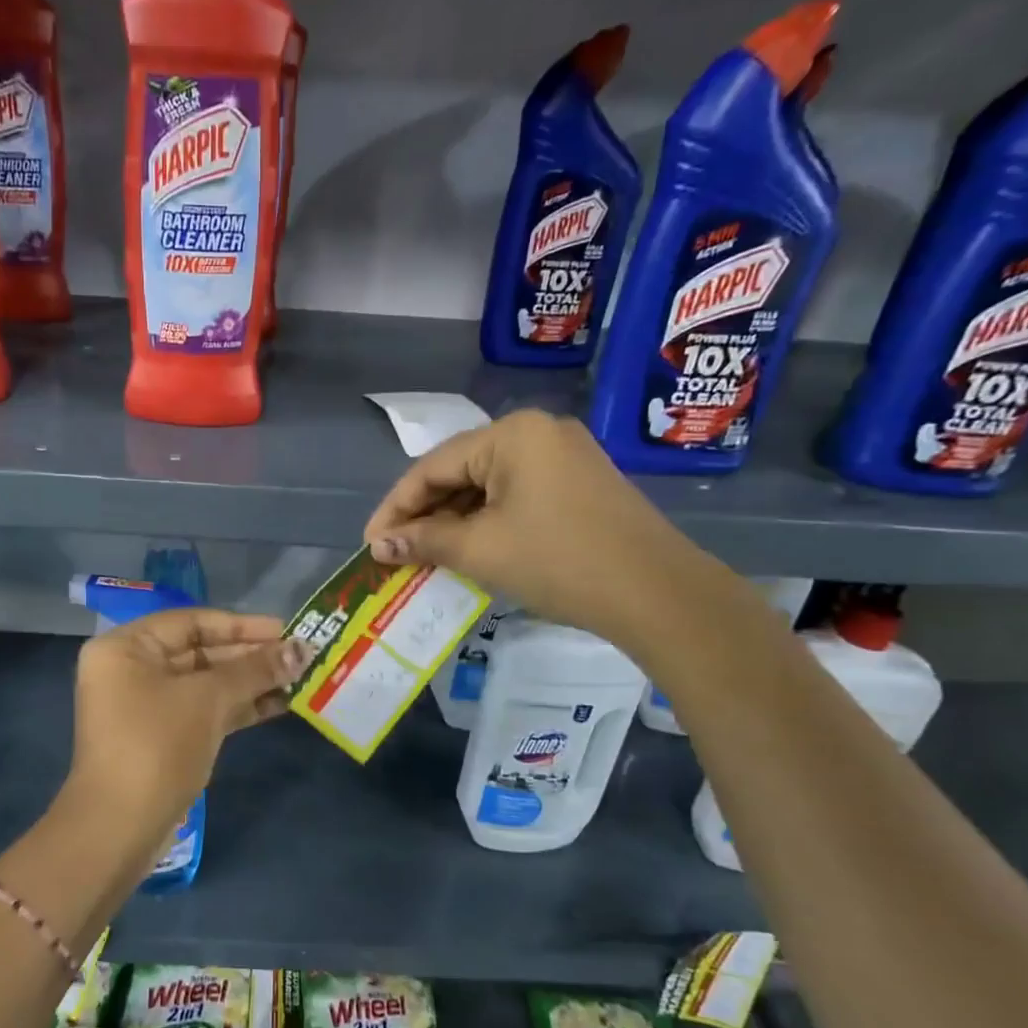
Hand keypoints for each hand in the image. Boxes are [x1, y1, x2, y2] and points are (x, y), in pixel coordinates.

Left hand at [63, 608, 312, 849]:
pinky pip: (204, 709)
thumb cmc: (156, 746)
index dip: (242, 625)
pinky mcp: (162, 736)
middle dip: (251, 656)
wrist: (119, 829)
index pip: (192, 622)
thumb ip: (255, 670)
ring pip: (206, 683)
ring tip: (299, 679)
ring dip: (251, 682)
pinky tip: (279, 704)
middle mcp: (132, 669)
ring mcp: (146, 705)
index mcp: (126, 647)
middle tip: (300, 656)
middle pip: (200, 651)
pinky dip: (238, 706)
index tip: (286, 630)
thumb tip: (302, 649)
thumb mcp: (208, 700)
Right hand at [362, 410, 717, 649]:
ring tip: (423, 555)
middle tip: (393, 552)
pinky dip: (486, 521)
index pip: (432, 467)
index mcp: (512, 434)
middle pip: (460, 471)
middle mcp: (538, 433)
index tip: (370, 543)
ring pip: (487, 485)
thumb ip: (423, 541)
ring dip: (453, 521)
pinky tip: (467, 548)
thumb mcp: (480, 550)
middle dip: (423, 514)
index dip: (395, 507)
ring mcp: (564, 456)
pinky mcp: (579, 484)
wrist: (657, 594)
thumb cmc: (558, 561)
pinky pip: (515, 495)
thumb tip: (378, 546)